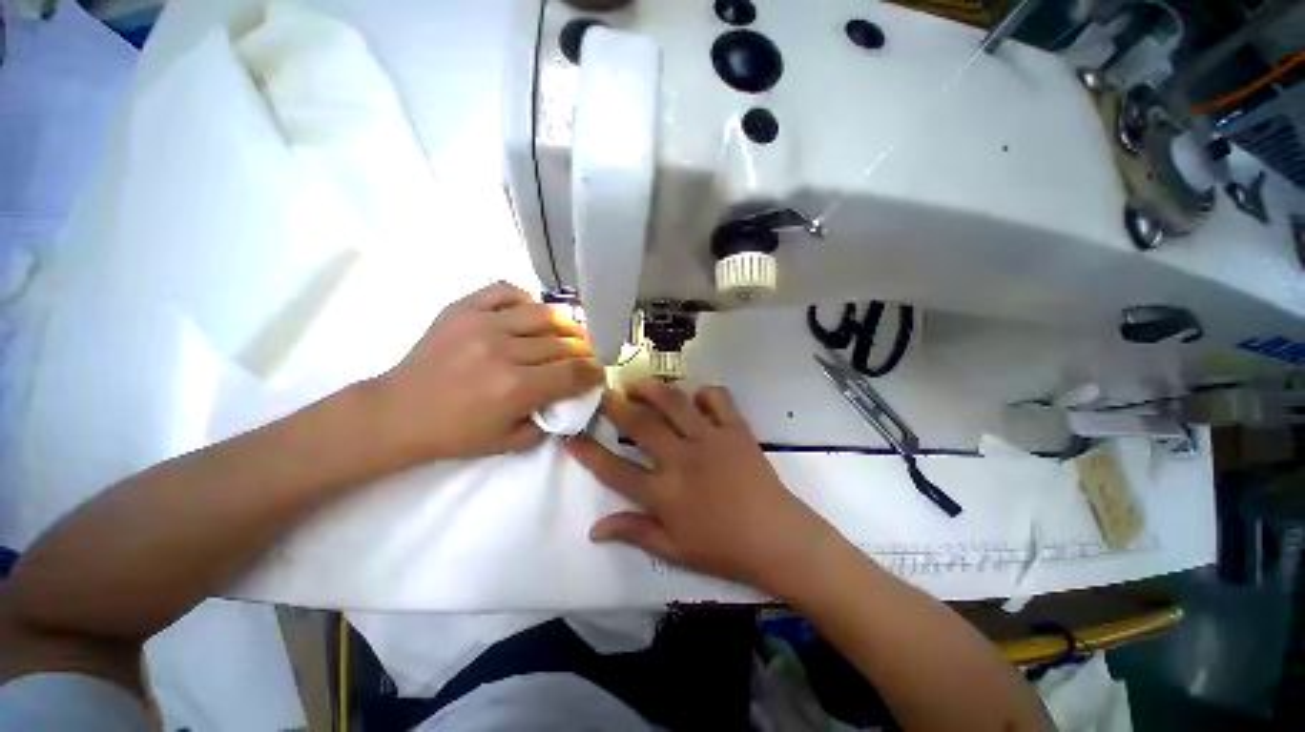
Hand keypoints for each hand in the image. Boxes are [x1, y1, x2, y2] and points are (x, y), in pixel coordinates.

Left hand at [375, 282, 603, 462]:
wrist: (398, 413)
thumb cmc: (455, 434)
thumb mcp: (510, 442)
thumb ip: (549, 421)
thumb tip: (573, 397)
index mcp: (514, 388)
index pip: (574, 372)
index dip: (594, 372)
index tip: (599, 373)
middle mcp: (503, 351)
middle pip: (564, 342)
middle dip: (586, 351)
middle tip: (588, 356)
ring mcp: (481, 324)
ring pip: (544, 313)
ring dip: (567, 324)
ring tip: (570, 333)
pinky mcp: (462, 308)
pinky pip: (506, 291)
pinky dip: (527, 300)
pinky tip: (531, 314)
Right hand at [566, 381, 842, 596]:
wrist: (777, 539)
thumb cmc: (723, 549)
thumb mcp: (674, 549)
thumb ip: (633, 533)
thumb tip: (594, 530)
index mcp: (664, 493)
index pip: (614, 469)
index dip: (587, 452)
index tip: (571, 436)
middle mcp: (682, 458)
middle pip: (640, 424)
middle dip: (615, 405)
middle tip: (603, 393)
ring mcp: (710, 439)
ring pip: (674, 402)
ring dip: (652, 389)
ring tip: (638, 385)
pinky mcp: (735, 429)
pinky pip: (717, 398)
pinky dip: (704, 393)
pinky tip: (696, 399)